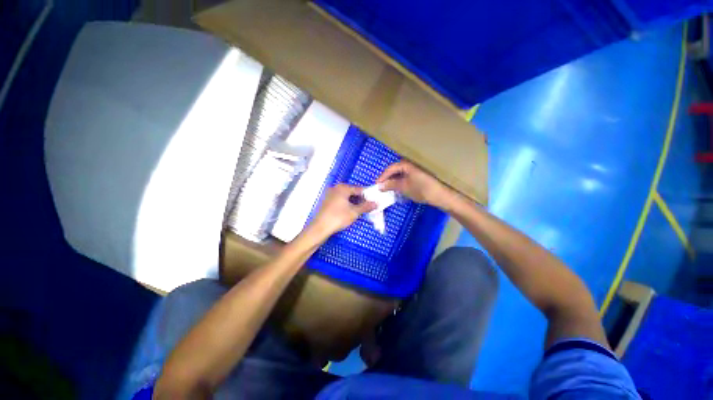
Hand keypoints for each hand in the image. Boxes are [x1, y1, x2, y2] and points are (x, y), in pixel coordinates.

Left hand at [311, 184, 376, 235]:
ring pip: (346, 197)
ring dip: (353, 202)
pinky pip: (340, 200)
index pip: (359, 189)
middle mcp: (335, 188)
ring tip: (360, 210)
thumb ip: (366, 206)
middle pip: (352, 192)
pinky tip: (350, 211)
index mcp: (343, 187)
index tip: (374, 201)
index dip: (367, 195)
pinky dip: (346, 204)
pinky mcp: (326, 201)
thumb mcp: (354, 212)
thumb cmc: (338, 217)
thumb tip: (376, 203)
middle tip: (368, 207)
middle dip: (360, 199)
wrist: (320, 228)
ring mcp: (330, 194)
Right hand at [376, 161, 453, 208]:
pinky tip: (397, 190)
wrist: (440, 195)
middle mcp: (410, 165)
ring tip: (387, 189)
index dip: (382, 176)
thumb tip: (379, 186)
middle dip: (387, 179)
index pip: (391, 168)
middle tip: (381, 187)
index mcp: (407, 165)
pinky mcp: (418, 178)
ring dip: (393, 182)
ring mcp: (415, 171)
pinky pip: (405, 178)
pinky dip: (400, 184)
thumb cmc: (421, 189)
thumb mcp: (404, 187)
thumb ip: (391, 185)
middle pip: (395, 170)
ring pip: (400, 175)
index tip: (376, 185)